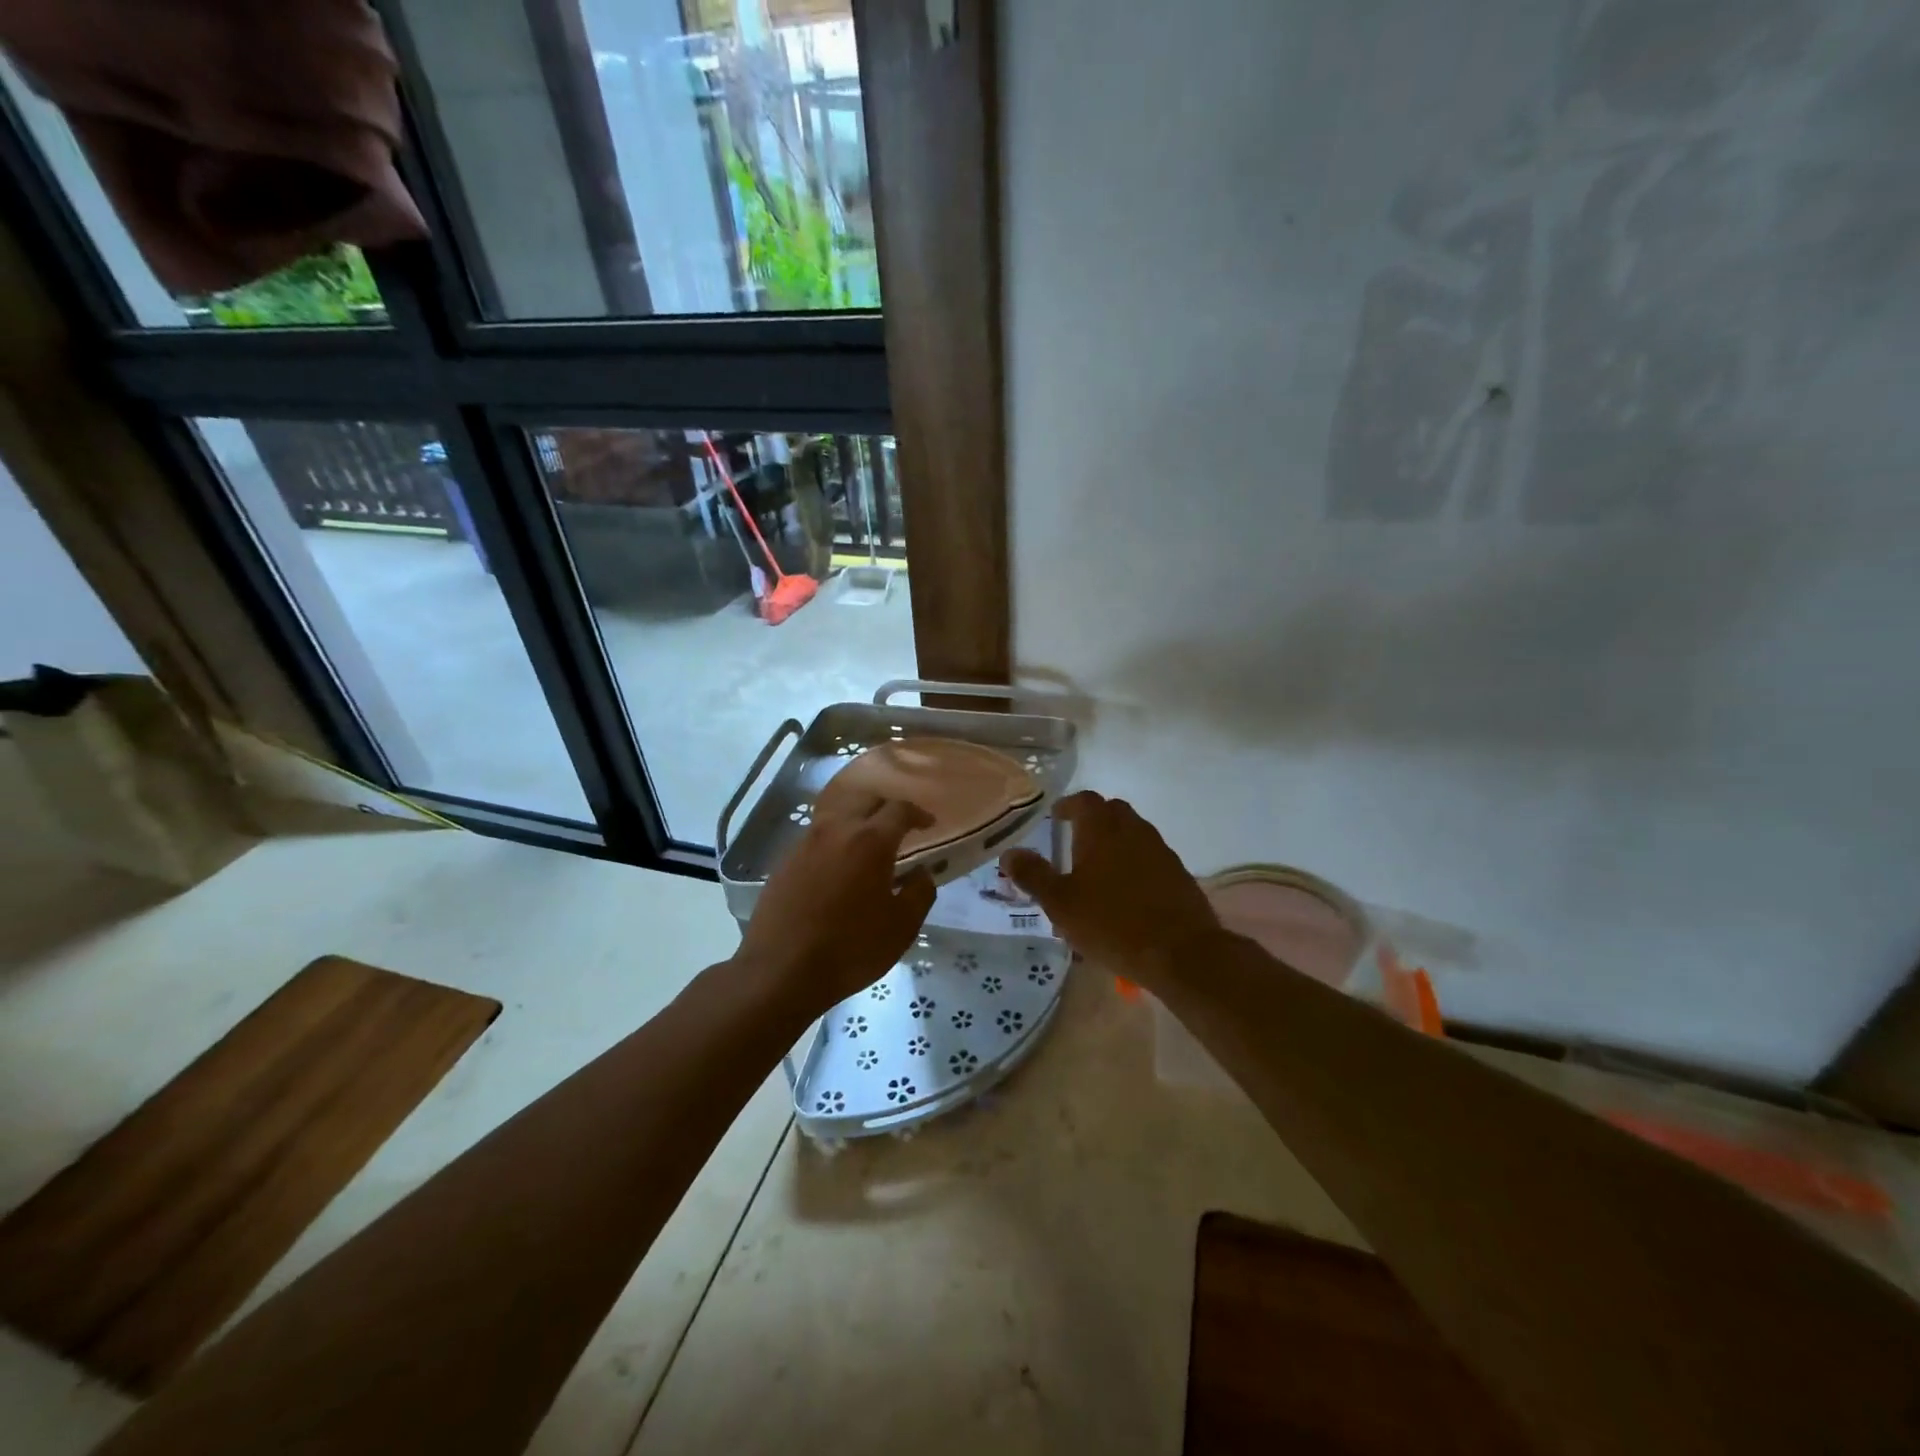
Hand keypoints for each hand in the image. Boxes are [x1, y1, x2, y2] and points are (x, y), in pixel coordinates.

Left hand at [734, 791, 936, 1020]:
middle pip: (865, 800)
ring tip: (868, 844)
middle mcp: (836, 829)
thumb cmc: (851, 948)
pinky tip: (838, 865)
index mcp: (870, 840)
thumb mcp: (902, 926)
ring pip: (837, 816)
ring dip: (857, 821)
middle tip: (899, 827)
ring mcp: (805, 843)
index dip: (918, 813)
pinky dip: (834, 840)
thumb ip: (920, 892)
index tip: (928, 824)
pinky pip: (816, 837)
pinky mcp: (784, 861)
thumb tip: (922, 872)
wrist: (780, 971)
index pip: (899, 809)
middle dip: (886, 808)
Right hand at [1000, 791, 1219, 990]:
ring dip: (1114, 842)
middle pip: (1111, 811)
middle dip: (1092, 820)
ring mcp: (1160, 850)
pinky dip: (1133, 863)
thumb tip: (1009, 853)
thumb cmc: (1111, 922)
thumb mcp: (1060, 903)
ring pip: (1132, 834)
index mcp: (1102, 829)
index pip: (1084, 800)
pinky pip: (1149, 857)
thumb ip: (1033, 875)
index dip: (1068, 805)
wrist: (1180, 952)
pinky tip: (1125, 893)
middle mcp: (1134, 829)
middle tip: (1073, 841)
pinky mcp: (1177, 873)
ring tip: (1096, 871)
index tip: (1055, 817)